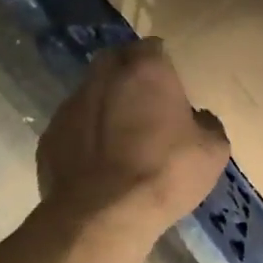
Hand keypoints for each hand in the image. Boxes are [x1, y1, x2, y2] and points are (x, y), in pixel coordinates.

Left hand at [36, 38, 230, 251]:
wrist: (103, 216)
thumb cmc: (165, 173)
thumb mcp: (212, 152)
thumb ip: (208, 125)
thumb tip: (198, 120)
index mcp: (146, 70)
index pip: (152, 47)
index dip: (161, 63)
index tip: (169, 84)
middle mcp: (104, 77)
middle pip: (115, 60)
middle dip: (127, 73)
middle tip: (143, 101)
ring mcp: (71, 105)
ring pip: (90, 92)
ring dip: (104, 104)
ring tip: (119, 135)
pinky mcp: (50, 136)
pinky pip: (72, 126)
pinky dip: (84, 135)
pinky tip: (96, 162)